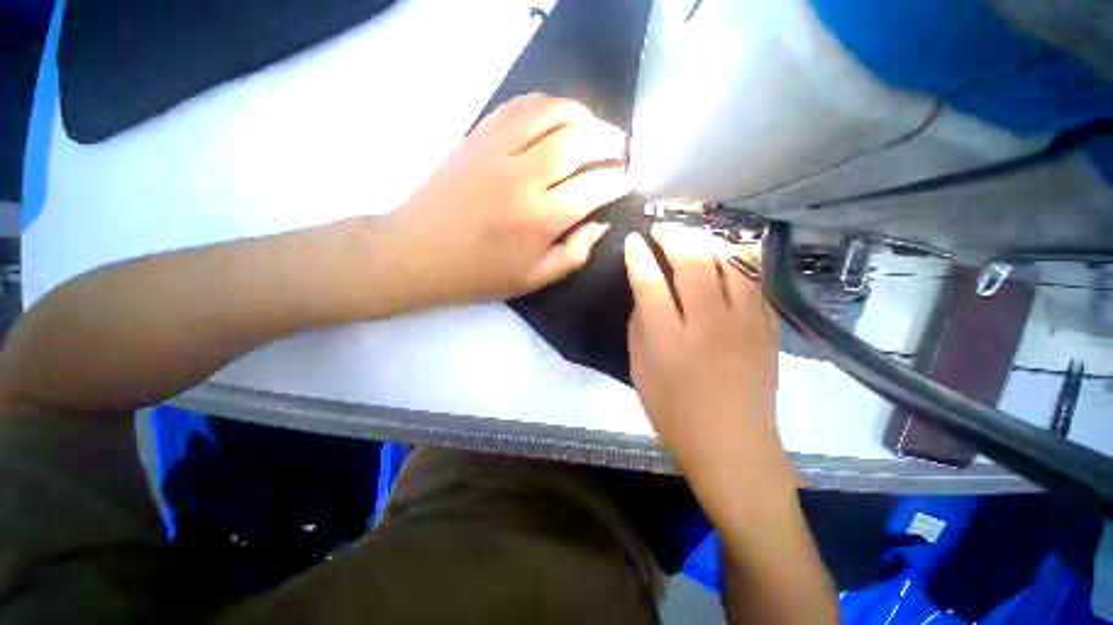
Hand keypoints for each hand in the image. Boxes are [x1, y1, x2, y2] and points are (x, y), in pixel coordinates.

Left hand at [388, 93, 630, 305]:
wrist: (419, 253)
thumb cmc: (479, 274)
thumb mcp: (533, 279)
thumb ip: (574, 254)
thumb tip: (601, 225)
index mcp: (540, 219)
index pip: (594, 188)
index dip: (617, 181)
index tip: (626, 181)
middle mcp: (524, 178)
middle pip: (579, 141)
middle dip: (609, 141)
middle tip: (619, 149)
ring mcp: (497, 151)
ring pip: (551, 112)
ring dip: (582, 114)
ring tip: (594, 128)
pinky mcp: (477, 137)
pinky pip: (518, 107)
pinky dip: (545, 105)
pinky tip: (556, 116)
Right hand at [624, 223, 780, 476]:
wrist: (733, 445)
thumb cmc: (675, 413)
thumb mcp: (639, 371)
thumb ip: (639, 328)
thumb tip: (644, 296)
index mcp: (669, 339)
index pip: (649, 282)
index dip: (638, 256)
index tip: (632, 241)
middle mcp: (708, 324)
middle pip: (693, 261)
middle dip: (673, 235)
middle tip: (661, 228)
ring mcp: (744, 323)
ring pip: (730, 262)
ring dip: (707, 241)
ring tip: (692, 237)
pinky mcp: (767, 328)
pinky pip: (756, 280)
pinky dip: (739, 259)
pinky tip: (725, 255)